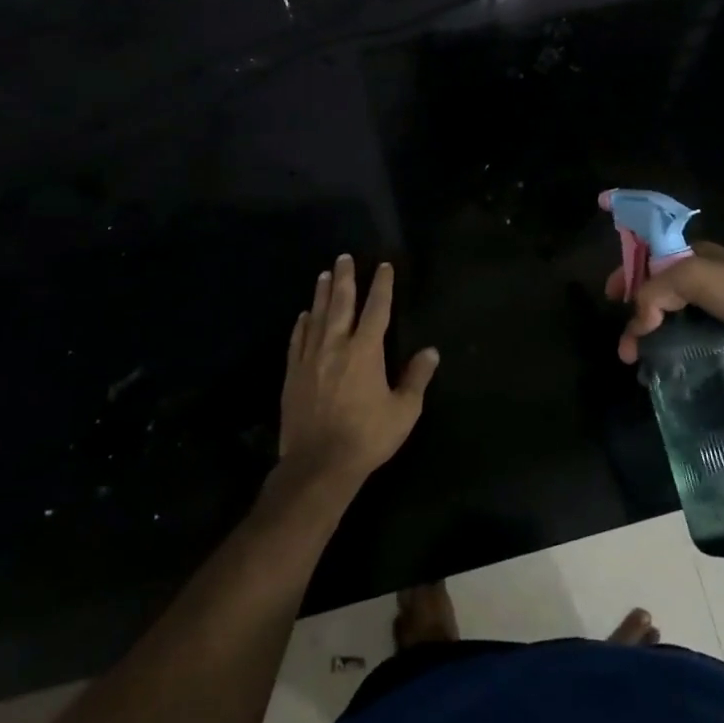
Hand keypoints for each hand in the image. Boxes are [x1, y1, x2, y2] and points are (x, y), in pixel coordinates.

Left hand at [278, 254, 439, 491]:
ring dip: (321, 294)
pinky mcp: (292, 375)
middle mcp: (336, 346)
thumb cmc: (367, 437)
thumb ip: (416, 378)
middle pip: (341, 303)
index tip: (384, 266)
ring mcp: (310, 359)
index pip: (377, 309)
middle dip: (344, 278)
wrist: (318, 465)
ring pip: (316, 317)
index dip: (382, 285)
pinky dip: (301, 325)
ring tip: (324, 274)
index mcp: (366, 351)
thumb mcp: (403, 411)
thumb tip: (431, 351)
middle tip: (344, 257)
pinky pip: (297, 341)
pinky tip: (303, 315)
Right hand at [606, 241, 723, 376]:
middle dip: (635, 314)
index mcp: (695, 255)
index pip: (650, 259)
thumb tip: (637, 326)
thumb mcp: (693, 276)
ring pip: (671, 321)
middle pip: (657, 293)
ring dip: (650, 339)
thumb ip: (655, 292)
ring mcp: (715, 311)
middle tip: (625, 345)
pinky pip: (688, 343)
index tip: (609, 296)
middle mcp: (703, 280)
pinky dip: (671, 354)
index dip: (627, 273)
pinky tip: (660, 370)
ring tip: (637, 363)